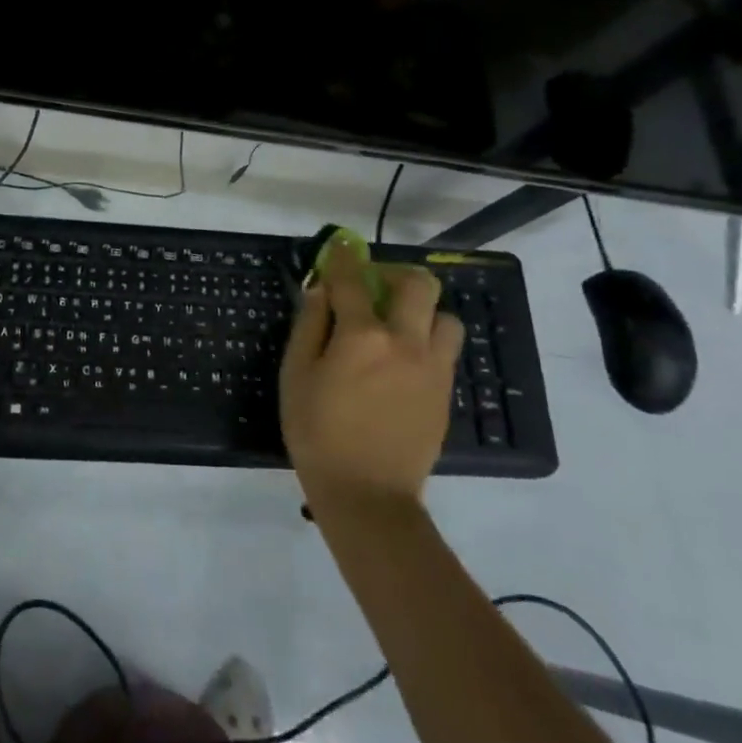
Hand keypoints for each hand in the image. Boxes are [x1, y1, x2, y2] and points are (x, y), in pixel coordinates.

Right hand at [278, 251, 462, 508]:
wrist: (367, 494)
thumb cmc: (317, 432)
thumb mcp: (296, 374)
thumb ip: (310, 326)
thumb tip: (321, 292)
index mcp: (363, 336)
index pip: (353, 280)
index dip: (344, 258)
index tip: (339, 247)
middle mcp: (406, 342)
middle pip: (419, 285)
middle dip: (395, 275)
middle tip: (374, 288)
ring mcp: (433, 368)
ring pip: (445, 317)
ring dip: (421, 311)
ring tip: (397, 327)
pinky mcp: (445, 393)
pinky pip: (444, 350)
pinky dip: (426, 341)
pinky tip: (402, 361)